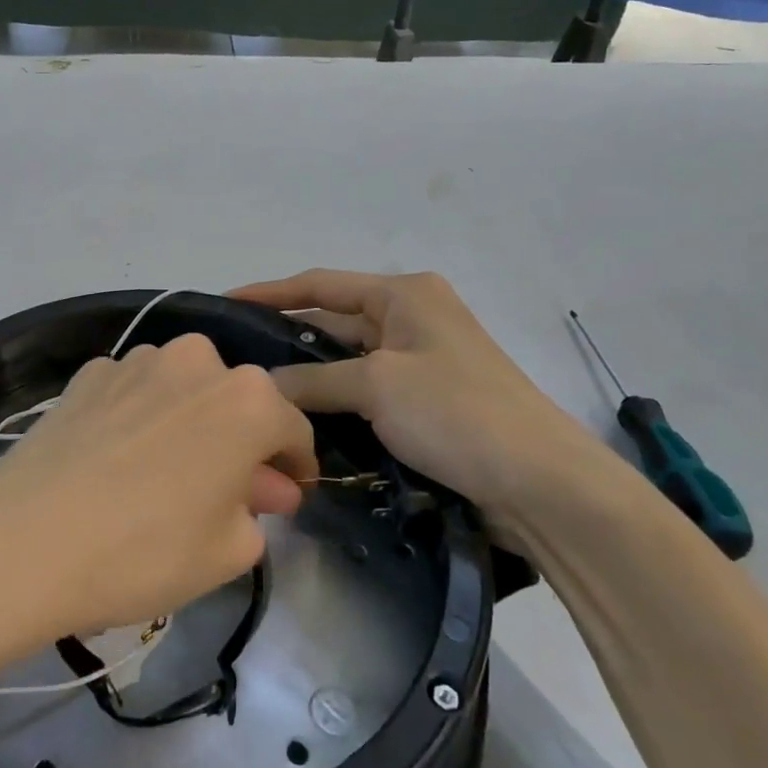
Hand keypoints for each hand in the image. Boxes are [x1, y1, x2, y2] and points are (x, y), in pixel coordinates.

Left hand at [0, 333, 314, 640]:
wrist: (26, 538)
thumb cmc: (146, 550)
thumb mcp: (227, 552)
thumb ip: (258, 511)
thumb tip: (263, 487)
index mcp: (248, 400)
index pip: (293, 428)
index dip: (295, 465)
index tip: (288, 493)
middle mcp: (197, 362)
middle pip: (236, 401)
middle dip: (240, 441)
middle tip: (226, 490)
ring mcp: (137, 360)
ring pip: (183, 389)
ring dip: (188, 421)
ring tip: (165, 472)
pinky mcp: (89, 372)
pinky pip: (133, 391)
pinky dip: (138, 416)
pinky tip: (117, 457)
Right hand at [231, 270, 603, 529]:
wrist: (541, 483)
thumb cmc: (457, 412)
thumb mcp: (377, 386)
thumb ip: (313, 381)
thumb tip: (261, 388)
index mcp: (404, 294)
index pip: (321, 284)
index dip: (271, 292)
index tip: (225, 302)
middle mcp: (411, 317)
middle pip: (333, 320)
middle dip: (286, 336)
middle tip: (233, 357)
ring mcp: (419, 360)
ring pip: (347, 359)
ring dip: (308, 374)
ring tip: (254, 387)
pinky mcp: (425, 399)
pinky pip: (365, 389)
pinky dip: (334, 399)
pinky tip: (299, 415)